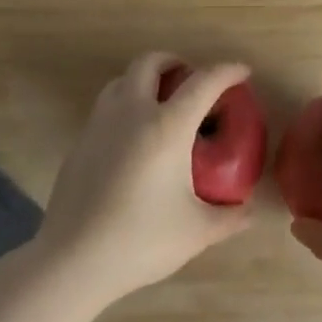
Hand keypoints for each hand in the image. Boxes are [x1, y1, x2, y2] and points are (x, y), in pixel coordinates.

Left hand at [32, 51, 251, 304]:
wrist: (72, 260)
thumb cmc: (140, 241)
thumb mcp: (196, 232)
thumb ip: (228, 217)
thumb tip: (248, 210)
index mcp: (166, 126)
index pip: (203, 82)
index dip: (227, 71)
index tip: (242, 71)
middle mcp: (131, 112)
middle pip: (150, 63)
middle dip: (174, 61)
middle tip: (191, 80)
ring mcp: (100, 124)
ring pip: (122, 80)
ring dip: (145, 79)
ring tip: (161, 104)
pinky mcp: (80, 142)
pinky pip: (106, 106)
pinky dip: (125, 104)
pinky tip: (134, 139)